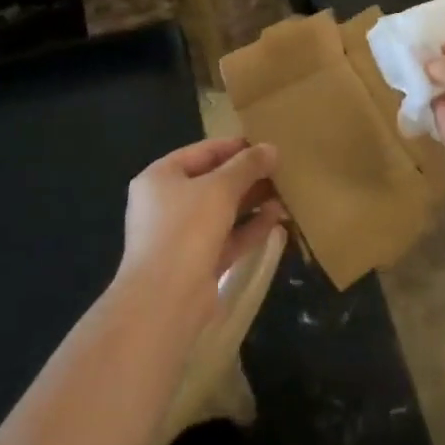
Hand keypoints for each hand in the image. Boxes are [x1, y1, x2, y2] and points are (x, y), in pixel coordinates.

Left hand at [117, 138, 285, 325]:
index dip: (235, 146)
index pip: (202, 152)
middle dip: (247, 176)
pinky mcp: (197, 263)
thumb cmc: (186, 228)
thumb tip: (271, 148)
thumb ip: (247, 165)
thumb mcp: (220, 188)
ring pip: (222, 211)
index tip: (266, 144)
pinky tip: (277, 217)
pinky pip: (227, 237)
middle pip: (212, 182)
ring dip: (252, 202)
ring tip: (285, 191)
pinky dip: (249, 227)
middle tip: (281, 168)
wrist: (165, 300)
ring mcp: (180, 236)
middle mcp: (166, 204)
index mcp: (160, 177)